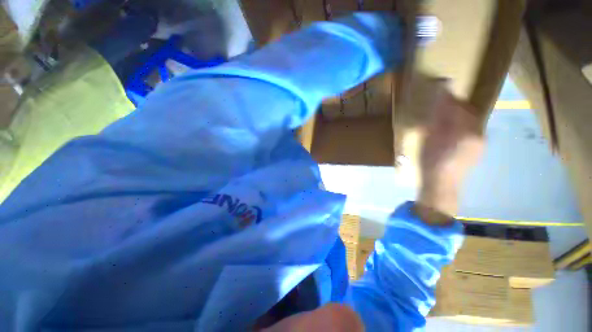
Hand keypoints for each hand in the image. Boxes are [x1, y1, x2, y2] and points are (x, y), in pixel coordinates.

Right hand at [415, 78, 483, 223]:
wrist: (441, 185)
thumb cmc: (431, 161)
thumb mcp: (430, 139)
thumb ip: (438, 118)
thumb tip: (442, 98)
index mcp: (467, 131)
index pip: (461, 107)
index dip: (451, 98)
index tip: (443, 89)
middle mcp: (478, 135)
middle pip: (469, 113)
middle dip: (457, 106)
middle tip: (443, 104)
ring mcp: (480, 144)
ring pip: (471, 123)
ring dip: (459, 117)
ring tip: (446, 118)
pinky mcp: (477, 151)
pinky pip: (472, 133)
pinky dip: (462, 128)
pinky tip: (451, 134)